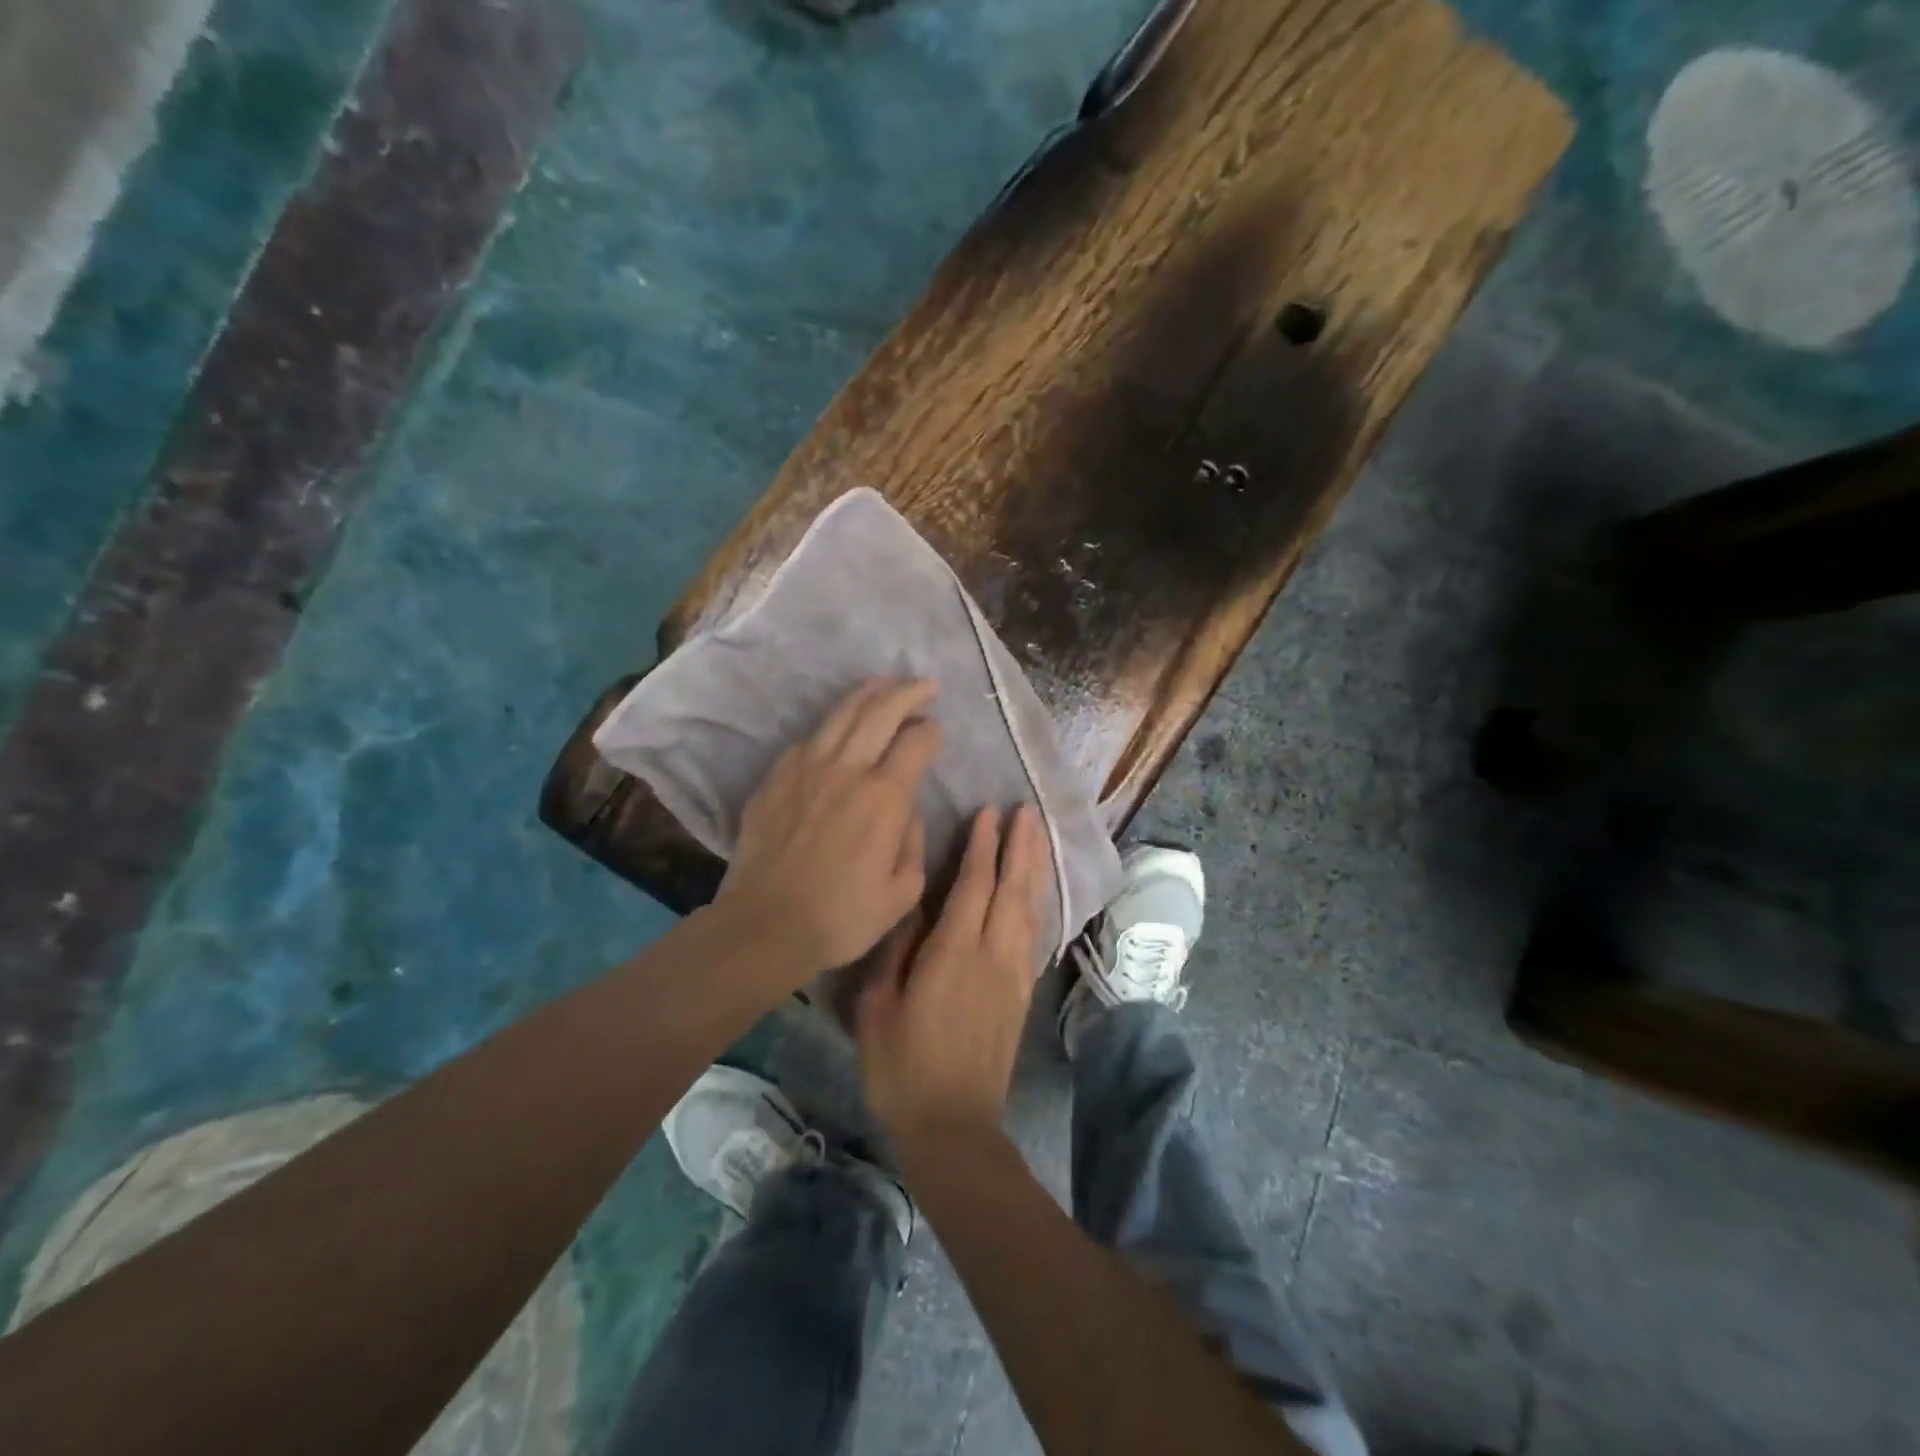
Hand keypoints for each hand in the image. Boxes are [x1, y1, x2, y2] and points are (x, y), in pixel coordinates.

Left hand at [718, 679, 941, 974]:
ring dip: (869, 693)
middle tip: (925, 684)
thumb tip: (908, 810)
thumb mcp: (903, 891)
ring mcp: (805, 768)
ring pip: (842, 713)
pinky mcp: (775, 777)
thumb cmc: (842, 917)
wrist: (765, 926)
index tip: (936, 732)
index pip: (916, 742)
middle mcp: (846, 769)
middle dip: (908, 691)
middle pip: (881, 710)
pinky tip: (839, 728)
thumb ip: (914, 841)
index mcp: (883, 797)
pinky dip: (832, 725)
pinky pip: (809, 737)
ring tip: (885, 683)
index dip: (932, 731)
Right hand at [857, 804, 1047, 1151]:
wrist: (955, 1127)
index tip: (989, 812)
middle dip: (1020, 846)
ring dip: (1033, 868)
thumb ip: (896, 953)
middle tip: (1026, 810)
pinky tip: (1034, 892)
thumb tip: (911, 908)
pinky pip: (1032, 934)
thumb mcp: (878, 1009)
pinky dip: (1036, 903)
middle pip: (1012, 888)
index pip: (974, 885)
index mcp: (953, 953)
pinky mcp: (1021, 994)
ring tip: (1036, 836)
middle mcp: (991, 955)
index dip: (983, 846)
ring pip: (1028, 908)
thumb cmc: (903, 1069)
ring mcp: (1012, 974)